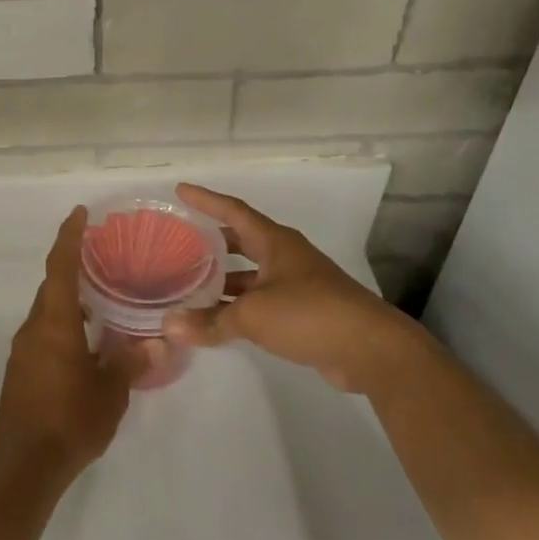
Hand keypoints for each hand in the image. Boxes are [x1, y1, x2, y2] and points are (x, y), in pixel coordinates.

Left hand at [0, 208, 139, 485]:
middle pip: (52, 286)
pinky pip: (44, 333)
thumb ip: (132, 363)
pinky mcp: (22, 372)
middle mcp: (34, 329)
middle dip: (73, 267)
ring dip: (70, 299)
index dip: (69, 237)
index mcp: (55, 323)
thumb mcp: (110, 392)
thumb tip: (159, 342)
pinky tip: (88, 340)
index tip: (80, 213)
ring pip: (48, 311)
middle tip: (102, 256)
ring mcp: (24, 351)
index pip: (60, 267)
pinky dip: (65, 324)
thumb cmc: (69, 420)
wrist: (22, 466)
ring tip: (102, 297)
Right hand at [163, 184, 427, 393]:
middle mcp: (285, 257)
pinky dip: (238, 306)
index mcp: (275, 242)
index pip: (233, 211)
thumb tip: (168, 326)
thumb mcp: (253, 315)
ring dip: (224, 279)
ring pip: (250, 274)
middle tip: (181, 241)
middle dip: (212, 241)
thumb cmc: (309, 313)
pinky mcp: (303, 312)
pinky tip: (217, 318)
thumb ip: (211, 320)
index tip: (180, 190)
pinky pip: (261, 300)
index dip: (206, 200)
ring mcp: (296, 284)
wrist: (370, 349)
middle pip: (242, 240)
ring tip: (190, 284)